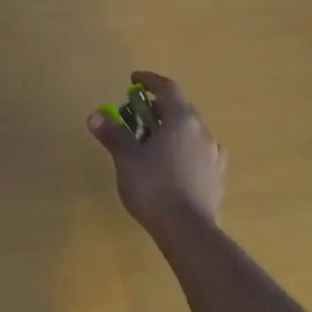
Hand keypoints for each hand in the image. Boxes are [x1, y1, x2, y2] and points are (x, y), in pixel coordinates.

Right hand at [86, 70, 225, 237]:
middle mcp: (202, 132)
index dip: (150, 80)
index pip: (167, 88)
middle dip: (159, 108)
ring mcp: (213, 156)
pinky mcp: (216, 178)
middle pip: (181, 109)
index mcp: (181, 120)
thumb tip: (95, 116)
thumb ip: (113, 134)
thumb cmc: (154, 187)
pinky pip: (200, 154)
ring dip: (173, 130)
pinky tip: (175, 166)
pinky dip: (185, 151)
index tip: (134, 80)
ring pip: (192, 132)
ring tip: (155, 142)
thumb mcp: (127, 158)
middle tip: (138, 116)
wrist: (188, 232)